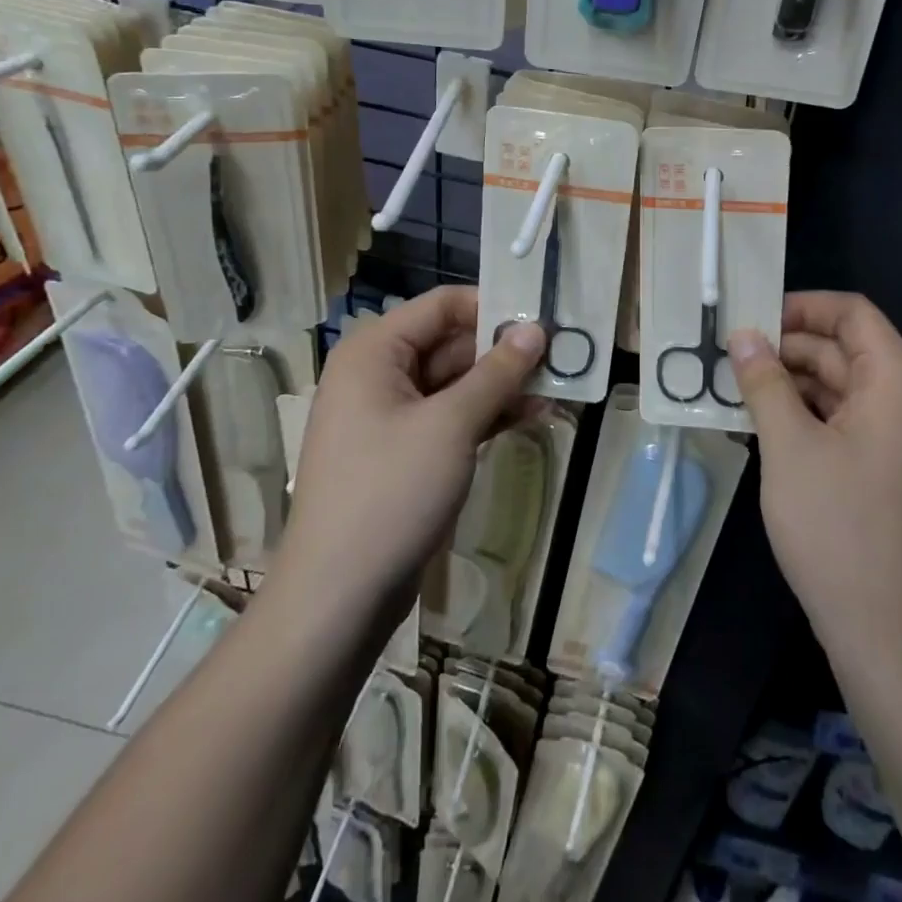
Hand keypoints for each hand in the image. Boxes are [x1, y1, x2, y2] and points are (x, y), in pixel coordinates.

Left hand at [281, 286, 546, 618]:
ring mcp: (392, 416)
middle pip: (451, 343)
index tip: (543, 316)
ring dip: (503, 384)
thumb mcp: (451, 425)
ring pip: (456, 382)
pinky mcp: (406, 451)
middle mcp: (379, 374)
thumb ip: (496, 373)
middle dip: (504, 350)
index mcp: (375, 352)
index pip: (442, 305)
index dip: (492, 305)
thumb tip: (535, 330)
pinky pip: (451, 416)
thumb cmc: (391, 493)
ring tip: (559, 385)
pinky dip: (488, 414)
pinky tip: (533, 414)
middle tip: (562, 353)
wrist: (339, 596)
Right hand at [727, 292, 901, 665]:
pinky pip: (843, 423)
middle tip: (728, 358)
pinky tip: (760, 427)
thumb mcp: (790, 447)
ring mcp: (897, 439)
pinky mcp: (884, 471)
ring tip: (734, 390)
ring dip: (790, 384)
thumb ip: (765, 383)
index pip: (852, 313)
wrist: (890, 635)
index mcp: (895, 381)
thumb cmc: (839, 529)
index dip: (802, 306)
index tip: (752, 319)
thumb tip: (743, 334)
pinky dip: (804, 417)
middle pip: (843, 349)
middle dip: (787, 348)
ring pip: (839, 388)